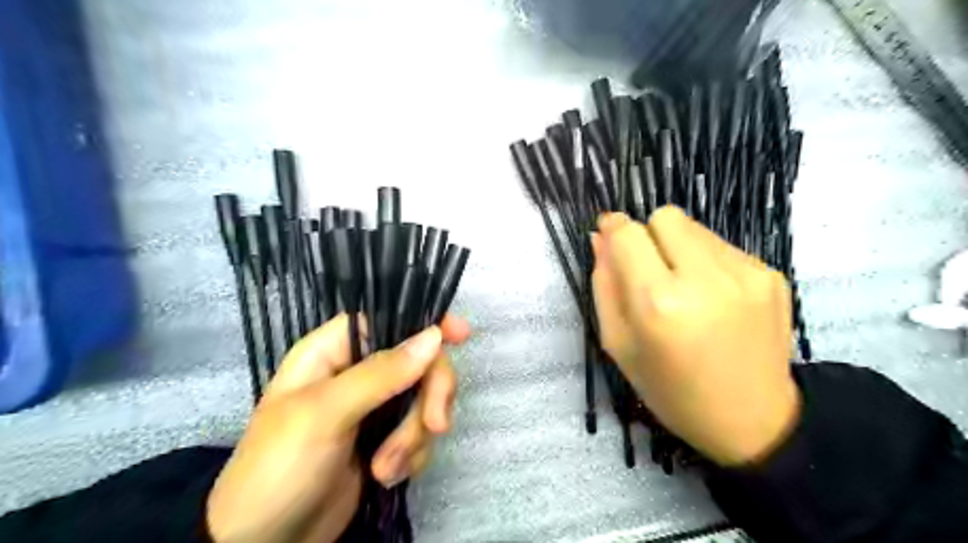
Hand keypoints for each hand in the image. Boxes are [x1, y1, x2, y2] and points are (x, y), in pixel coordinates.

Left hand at [209, 313, 473, 542]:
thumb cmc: (279, 467)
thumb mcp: (325, 414)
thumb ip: (380, 374)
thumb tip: (433, 336)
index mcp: (333, 352)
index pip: (386, 320)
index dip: (424, 322)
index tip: (461, 334)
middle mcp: (357, 373)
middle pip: (418, 362)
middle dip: (430, 395)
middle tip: (434, 424)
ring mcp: (374, 408)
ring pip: (424, 400)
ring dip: (415, 436)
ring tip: (385, 467)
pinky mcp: (386, 439)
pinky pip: (420, 433)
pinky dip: (412, 456)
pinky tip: (386, 477)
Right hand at [589, 207, 802, 465]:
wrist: (752, 421)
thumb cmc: (670, 390)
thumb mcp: (618, 344)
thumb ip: (604, 285)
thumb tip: (600, 238)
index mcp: (658, 303)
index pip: (628, 233)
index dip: (614, 229)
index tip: (610, 237)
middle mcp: (705, 279)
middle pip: (664, 216)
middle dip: (648, 236)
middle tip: (650, 273)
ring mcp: (746, 273)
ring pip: (694, 227)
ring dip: (678, 248)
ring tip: (684, 289)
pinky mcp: (772, 274)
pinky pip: (722, 246)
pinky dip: (706, 261)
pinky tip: (712, 297)